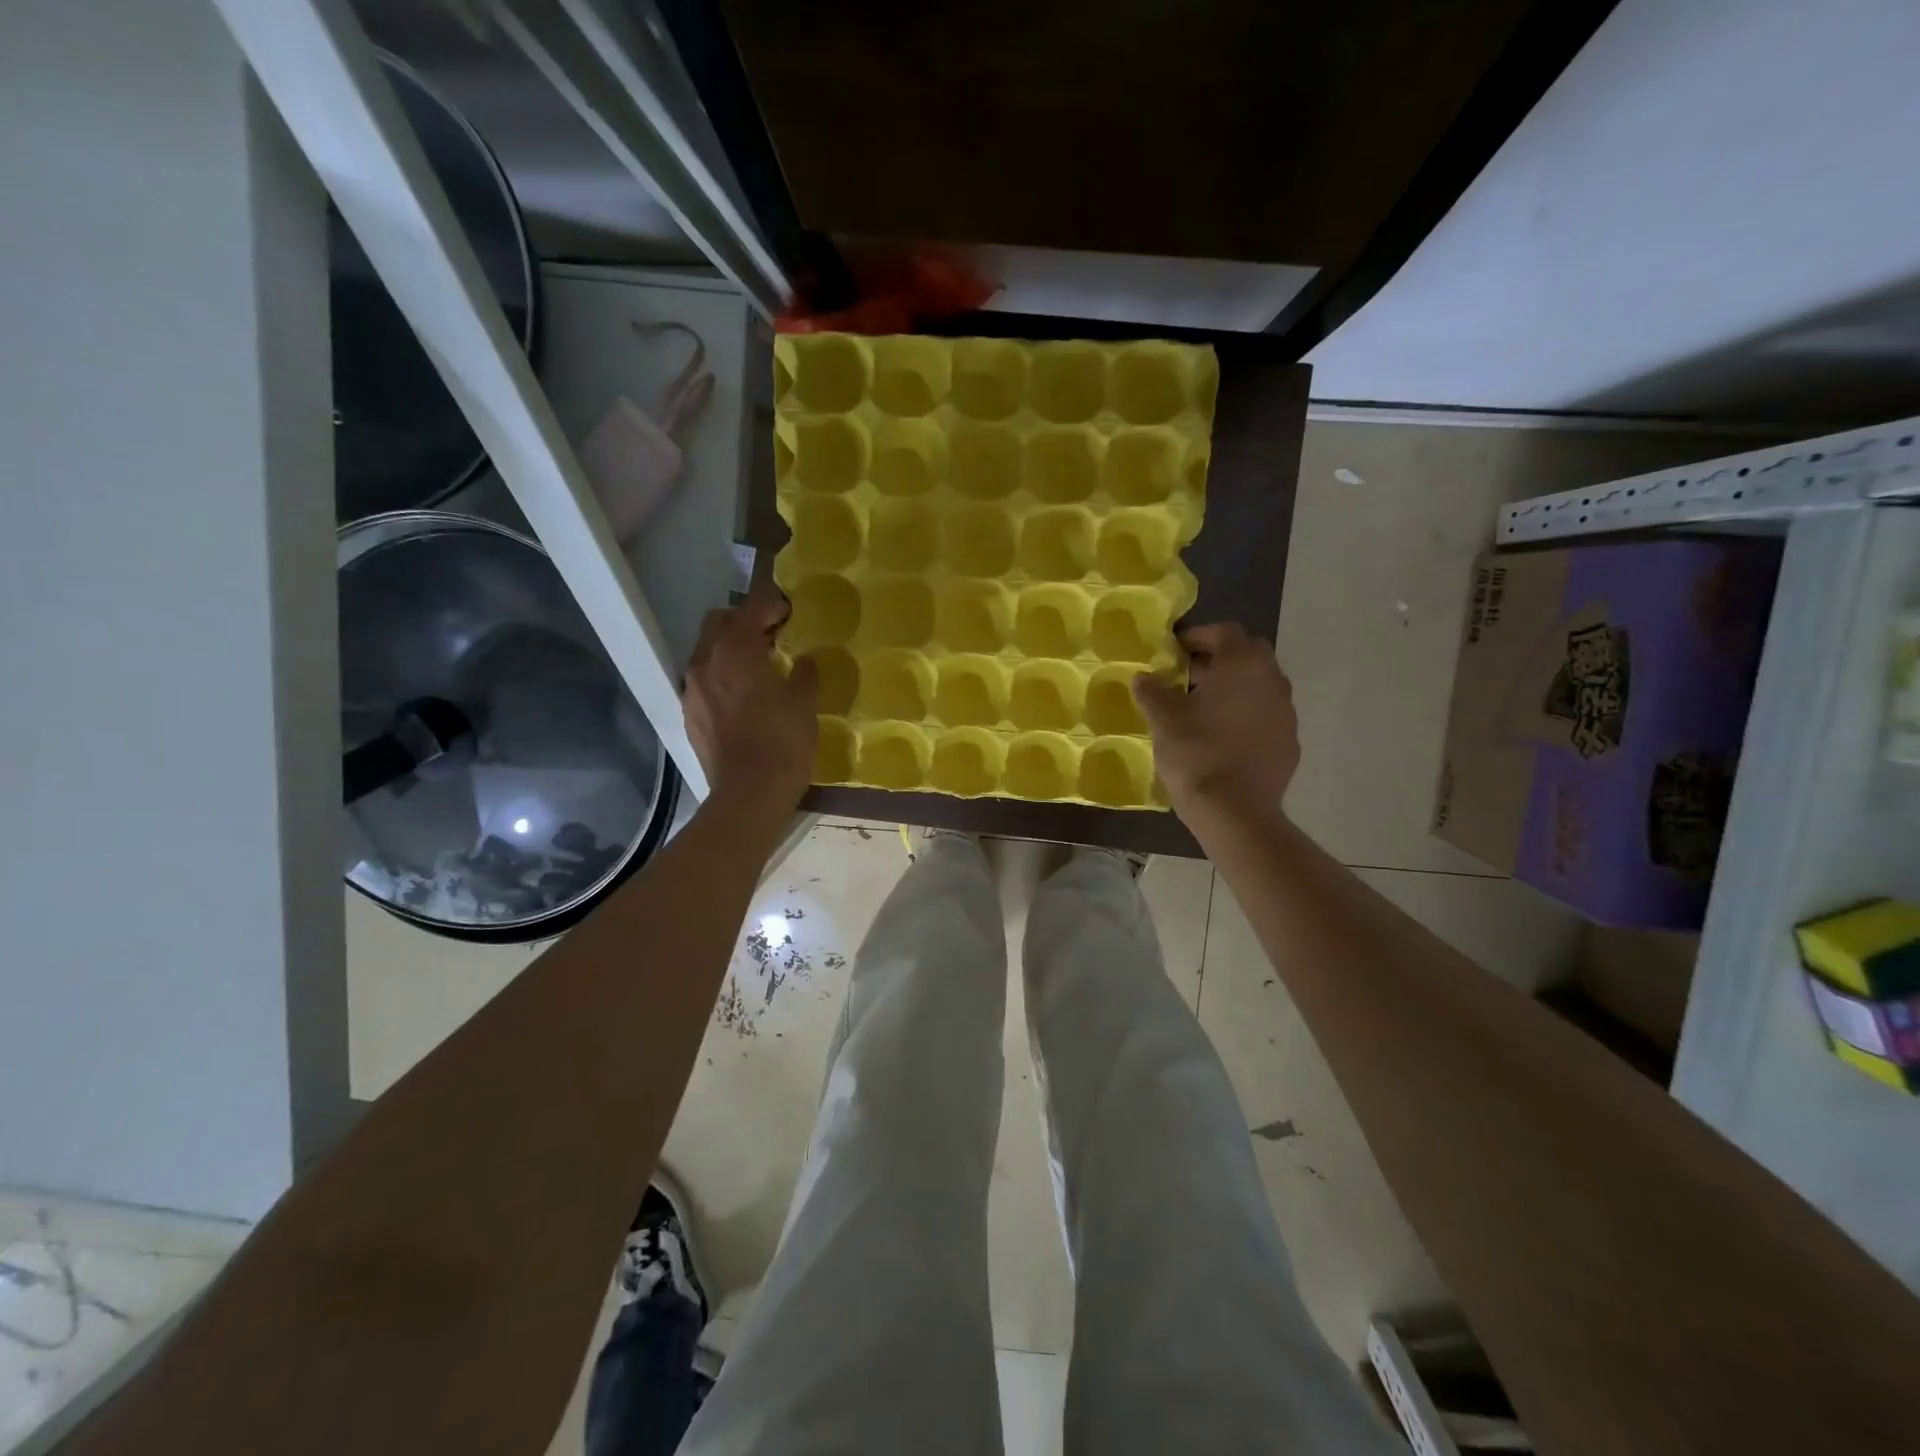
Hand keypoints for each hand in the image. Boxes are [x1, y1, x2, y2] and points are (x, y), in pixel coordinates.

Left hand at [683, 587, 817, 808]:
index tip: (791, 613)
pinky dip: (721, 676)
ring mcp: (692, 688)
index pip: (753, 608)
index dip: (773, 604)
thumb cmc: (783, 743)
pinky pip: (703, 680)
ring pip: (707, 650)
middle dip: (745, 621)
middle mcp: (707, 660)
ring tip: (757, 667)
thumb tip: (803, 661)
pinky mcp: (690, 713)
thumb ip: (804, 674)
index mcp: (737, 650)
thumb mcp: (805, 704)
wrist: (748, 794)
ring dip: (730, 648)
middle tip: (773, 637)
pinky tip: (742, 697)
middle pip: (720, 622)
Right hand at [1132, 622, 1298, 822]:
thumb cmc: (1196, 752)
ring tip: (1203, 707)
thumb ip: (1152, 691)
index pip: (1225, 632)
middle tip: (1188, 676)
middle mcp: (1272, 680)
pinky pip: (1266, 716)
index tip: (1175, 650)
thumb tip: (1142, 677)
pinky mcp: (1289, 742)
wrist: (1235, 810)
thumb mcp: (1163, 719)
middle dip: (1218, 660)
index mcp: (1243, 664)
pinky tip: (1223, 737)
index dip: (1198, 636)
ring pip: (1259, 686)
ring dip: (1234, 688)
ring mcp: (1286, 712)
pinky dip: (1246, 716)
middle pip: (1247, 656)